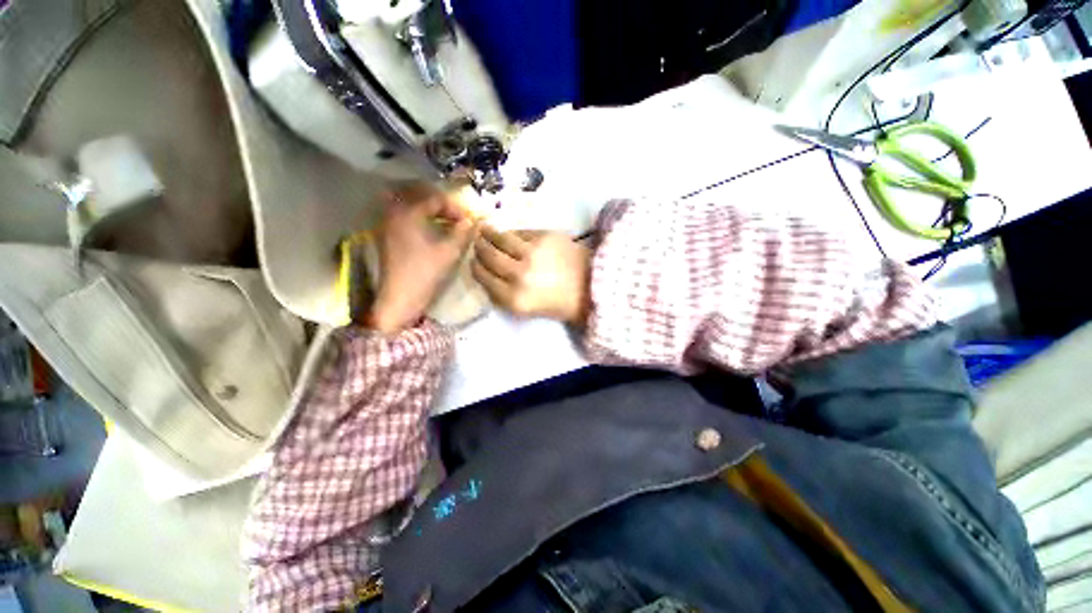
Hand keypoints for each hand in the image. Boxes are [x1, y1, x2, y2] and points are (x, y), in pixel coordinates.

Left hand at [367, 183, 474, 333]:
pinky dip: (418, 215)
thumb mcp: (449, 252)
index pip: (435, 199)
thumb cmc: (425, 274)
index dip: (455, 207)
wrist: (399, 298)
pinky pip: (402, 213)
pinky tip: (430, 228)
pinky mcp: (386, 235)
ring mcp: (387, 223)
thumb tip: (472, 221)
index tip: (468, 221)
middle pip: (418, 193)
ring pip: (408, 202)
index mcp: (408, 213)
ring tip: (444, 220)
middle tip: (455, 216)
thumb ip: (463, 233)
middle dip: (440, 202)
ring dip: (427, 207)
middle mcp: (393, 212)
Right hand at [471, 227, 591, 324]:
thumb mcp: (527, 309)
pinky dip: (511, 232)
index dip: (476, 268)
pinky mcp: (545, 237)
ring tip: (485, 230)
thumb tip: (487, 275)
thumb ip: (504, 294)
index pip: (484, 278)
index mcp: (515, 299)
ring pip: (501, 238)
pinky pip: (520, 232)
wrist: (591, 286)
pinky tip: (508, 232)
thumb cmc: (559, 303)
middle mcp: (519, 276)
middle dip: (479, 248)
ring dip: (489, 233)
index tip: (474, 262)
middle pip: (489, 256)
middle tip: (477, 243)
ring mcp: (532, 253)